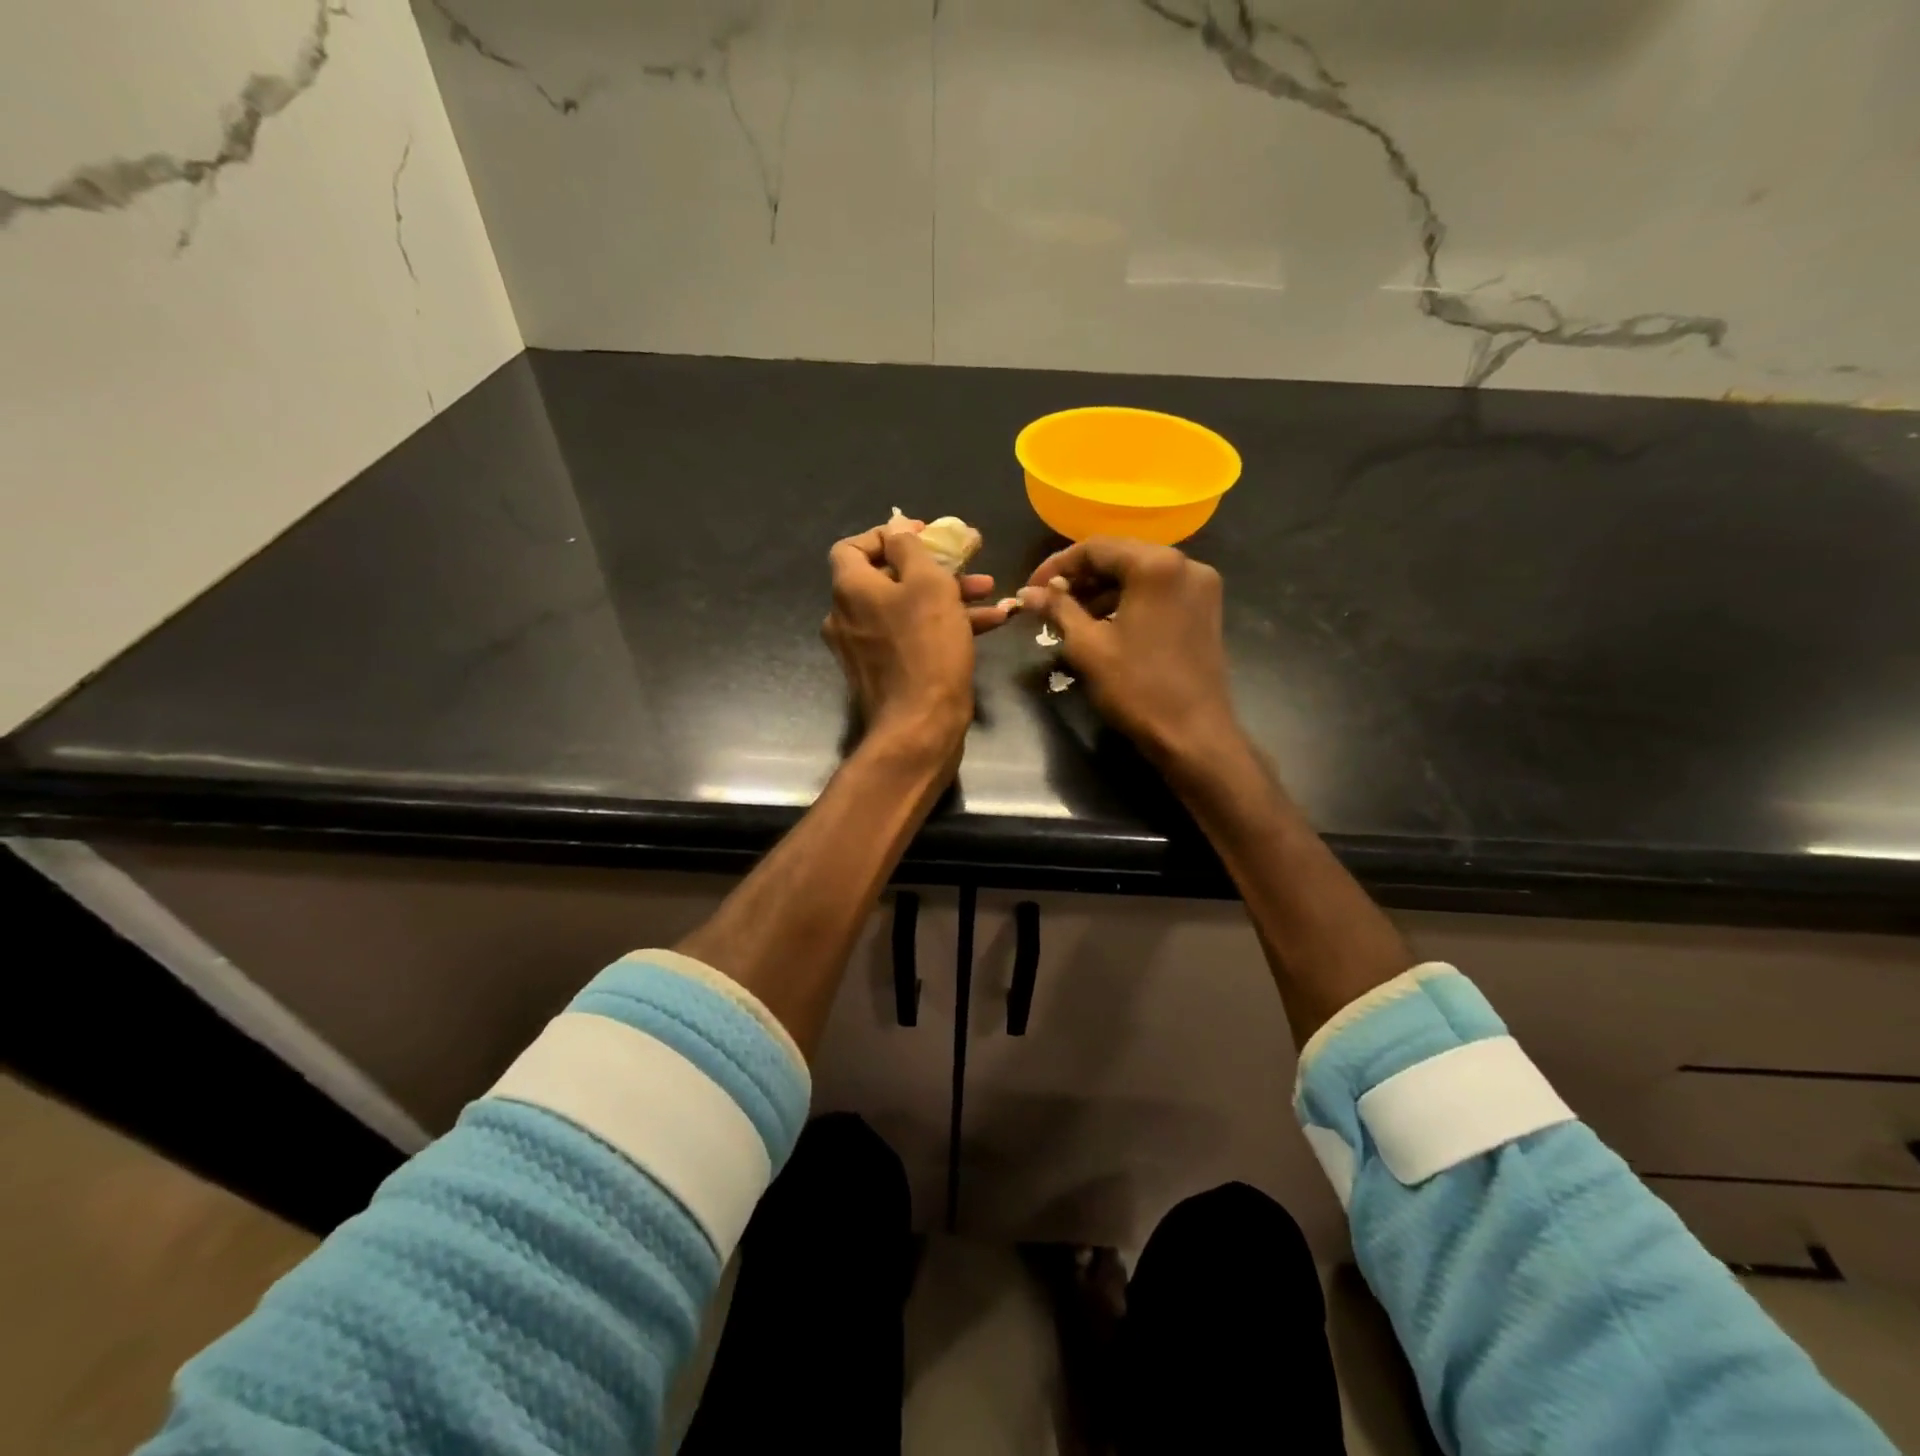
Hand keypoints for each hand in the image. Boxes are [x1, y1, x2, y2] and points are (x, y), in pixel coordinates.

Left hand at [824, 519, 1009, 766]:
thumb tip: (896, 529)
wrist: (921, 726)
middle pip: (886, 578)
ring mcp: (864, 649)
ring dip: (947, 596)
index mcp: (850, 590)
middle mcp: (848, 617)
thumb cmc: (926, 647)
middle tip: (967, 559)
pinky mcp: (886, 673)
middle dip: (932, 566)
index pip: (851, 547)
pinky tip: (989, 623)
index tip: (922, 534)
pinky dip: (943, 626)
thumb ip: (911, 549)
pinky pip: (912, 637)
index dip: (885, 535)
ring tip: (990, 590)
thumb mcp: (928, 584)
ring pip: (906, 609)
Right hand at [1019, 537, 1242, 768]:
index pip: (1095, 547)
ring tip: (1070, 616)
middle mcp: (1185, 564)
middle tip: (1048, 602)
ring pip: (1140, 574)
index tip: (1031, 589)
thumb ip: (1058, 610)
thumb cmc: (1137, 688)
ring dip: (1103, 590)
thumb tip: (1028, 592)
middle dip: (1080, 577)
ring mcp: (1200, 587)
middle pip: (1120, 555)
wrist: (1193, 735)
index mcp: (1156, 565)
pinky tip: (1104, 624)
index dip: (1056, 566)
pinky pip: (1158, 591)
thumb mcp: (1088, 646)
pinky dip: (1128, 600)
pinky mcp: (1205, 609)